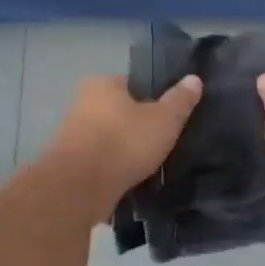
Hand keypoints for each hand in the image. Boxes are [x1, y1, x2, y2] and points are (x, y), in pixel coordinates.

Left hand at [44, 73, 203, 208]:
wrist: (80, 186)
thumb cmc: (124, 142)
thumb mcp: (164, 119)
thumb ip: (180, 100)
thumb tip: (194, 78)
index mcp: (102, 83)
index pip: (134, 84)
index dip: (154, 98)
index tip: (170, 116)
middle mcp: (82, 102)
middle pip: (120, 111)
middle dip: (138, 125)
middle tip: (163, 141)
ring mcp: (73, 133)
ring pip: (110, 137)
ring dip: (125, 148)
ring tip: (150, 163)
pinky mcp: (70, 163)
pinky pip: (101, 160)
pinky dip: (114, 167)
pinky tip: (131, 178)